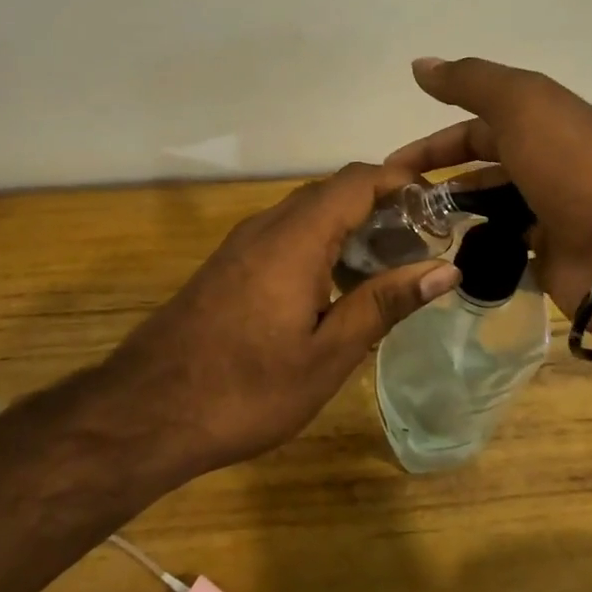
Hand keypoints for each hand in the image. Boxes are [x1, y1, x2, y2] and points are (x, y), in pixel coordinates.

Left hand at [105, 162, 461, 475]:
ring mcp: (241, 244)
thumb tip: (445, 268)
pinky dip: (320, 244)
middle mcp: (267, 226)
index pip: (356, 181)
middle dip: (380, 205)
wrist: (146, 411)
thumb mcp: (327, 354)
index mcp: (296, 238)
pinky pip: (284, 235)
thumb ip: (384, 303)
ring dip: (350, 226)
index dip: (400, 180)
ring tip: (388, 265)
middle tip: (421, 242)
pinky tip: (336, 287)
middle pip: (332, 192)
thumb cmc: (246, 389)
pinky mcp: (228, 266)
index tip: (439, 202)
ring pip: (306, 213)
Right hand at [386, 57, 591, 314]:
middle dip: (440, 175)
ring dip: (456, 209)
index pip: (478, 125)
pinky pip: (506, 241)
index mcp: (544, 120)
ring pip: (492, 202)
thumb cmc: (569, 166)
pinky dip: (479, 242)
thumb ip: (470, 82)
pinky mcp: (551, 251)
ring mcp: (551, 207)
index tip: (395, 163)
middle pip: (483, 162)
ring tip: (417, 228)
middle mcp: (547, 160)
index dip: (435, 140)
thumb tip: (420, 63)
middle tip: (398, 199)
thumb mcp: (521, 105)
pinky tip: (449, 253)